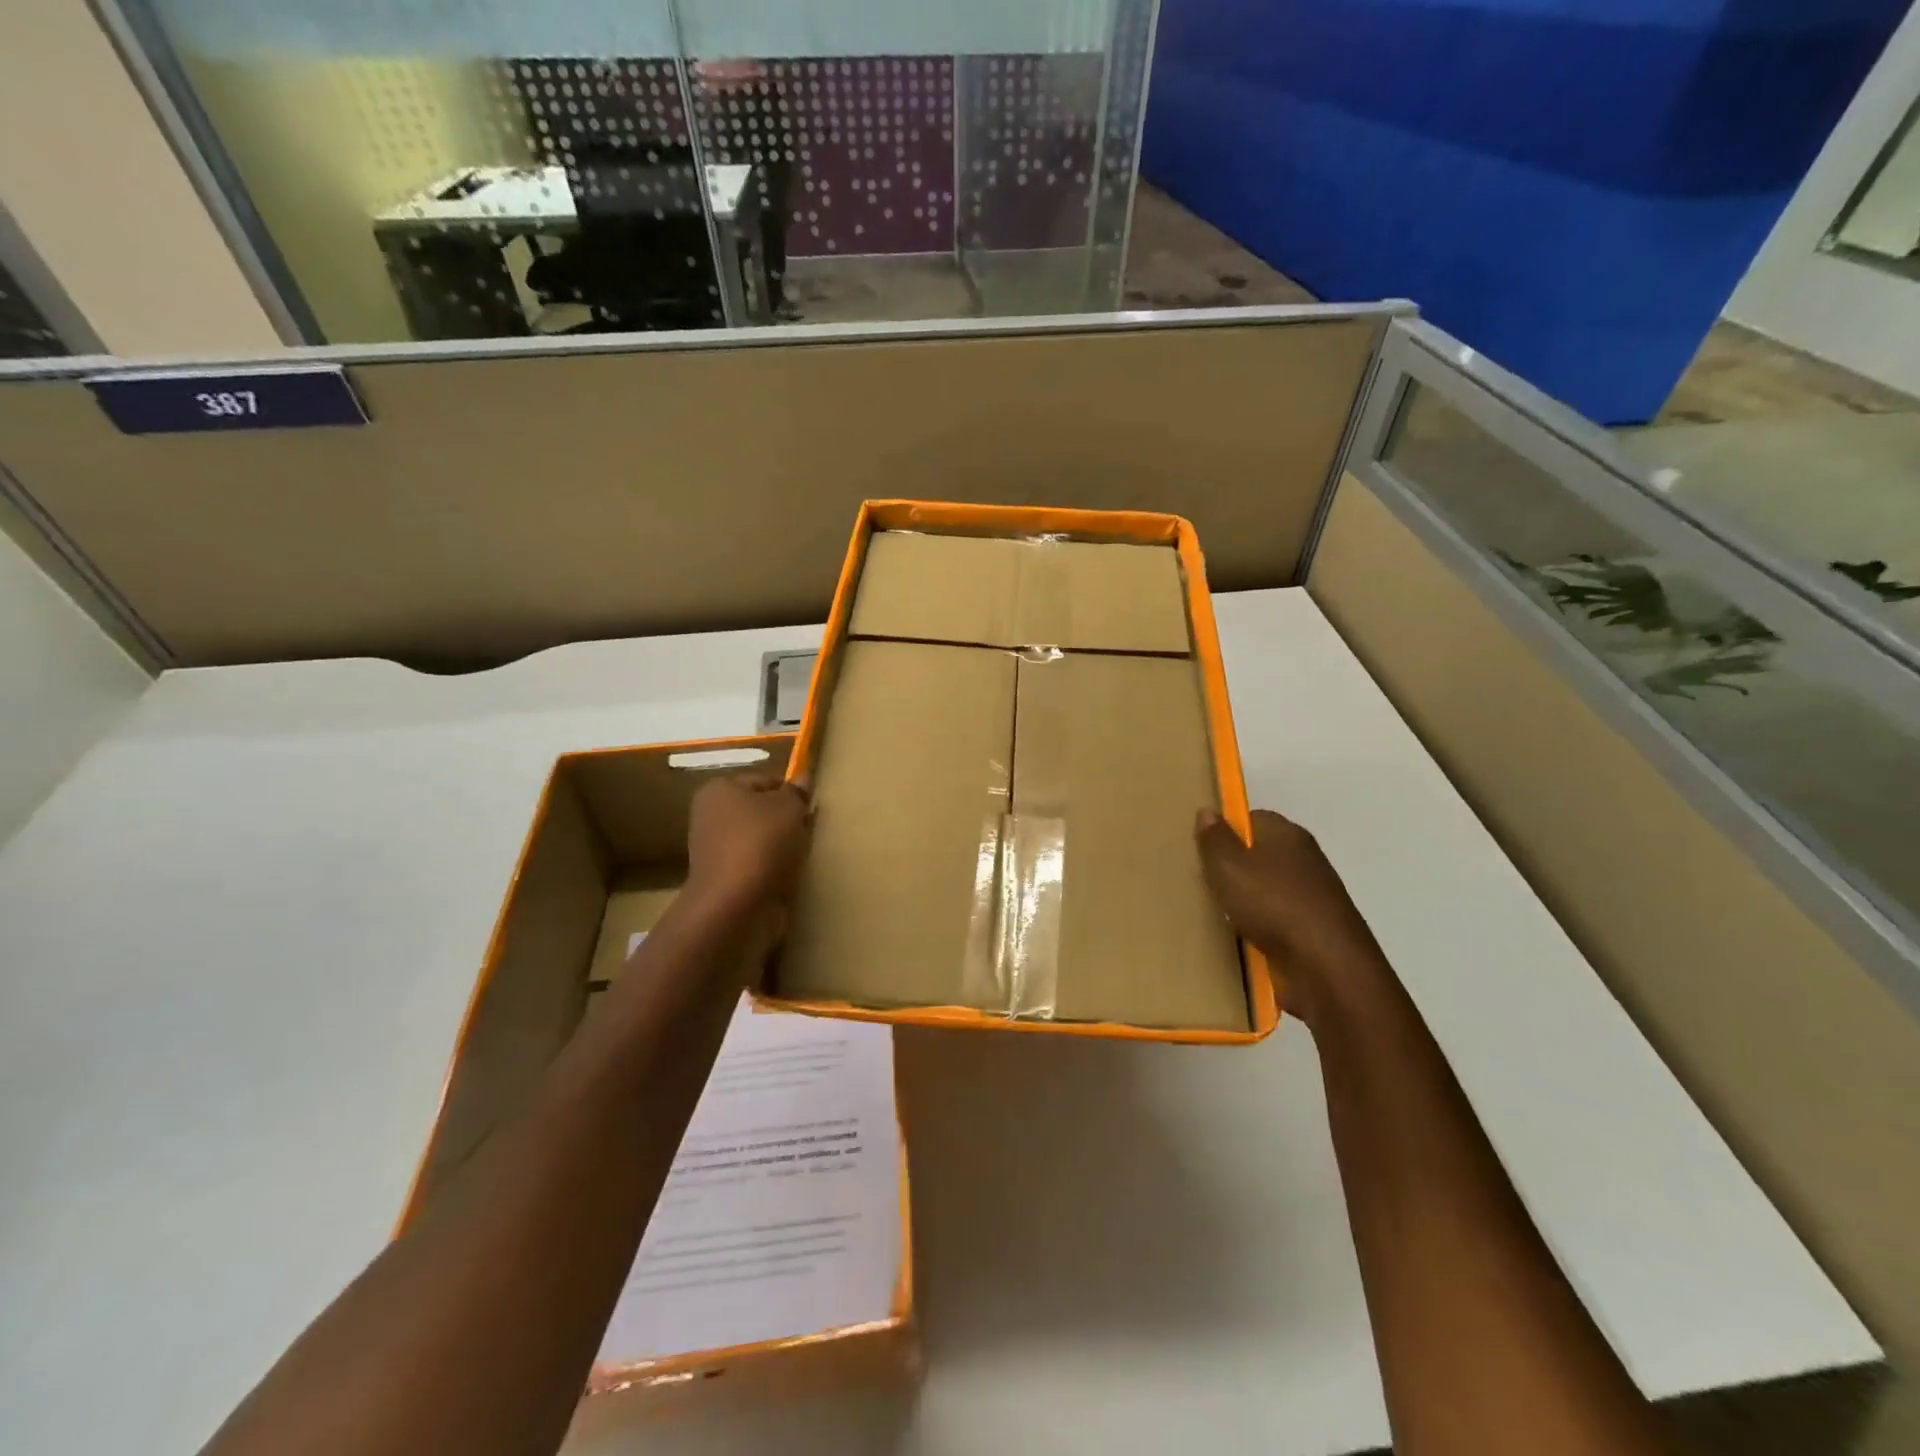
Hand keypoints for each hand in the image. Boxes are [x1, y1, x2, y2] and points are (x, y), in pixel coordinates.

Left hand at [685, 774, 812, 915]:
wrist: (733, 903)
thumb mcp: (789, 808)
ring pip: (759, 838)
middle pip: (760, 810)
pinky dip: (771, 867)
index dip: (791, 792)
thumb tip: (802, 780)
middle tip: (808, 831)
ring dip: (779, 846)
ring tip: (799, 855)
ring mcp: (713, 848)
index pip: (765, 780)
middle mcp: (710, 814)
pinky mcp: (722, 877)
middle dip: (785, 820)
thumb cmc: (760, 842)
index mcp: (720, 789)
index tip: (810, 809)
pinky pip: (755, 864)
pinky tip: (786, 874)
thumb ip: (797, 792)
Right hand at [1196, 808, 1388, 1023]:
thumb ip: (1214, 839)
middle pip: (1260, 854)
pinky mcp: (1315, 930)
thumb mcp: (1228, 866)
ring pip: (1268, 889)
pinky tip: (1241, 938)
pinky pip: (1277, 920)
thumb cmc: (1273, 904)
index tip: (1203, 850)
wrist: (1327, 967)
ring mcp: (1313, 896)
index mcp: (1287, 834)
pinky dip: (1261, 928)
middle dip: (1234, 868)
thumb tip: (1207, 811)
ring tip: (1216, 912)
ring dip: (1246, 902)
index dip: (1226, 831)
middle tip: (1203, 881)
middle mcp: (1304, 859)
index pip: (1252, 818)